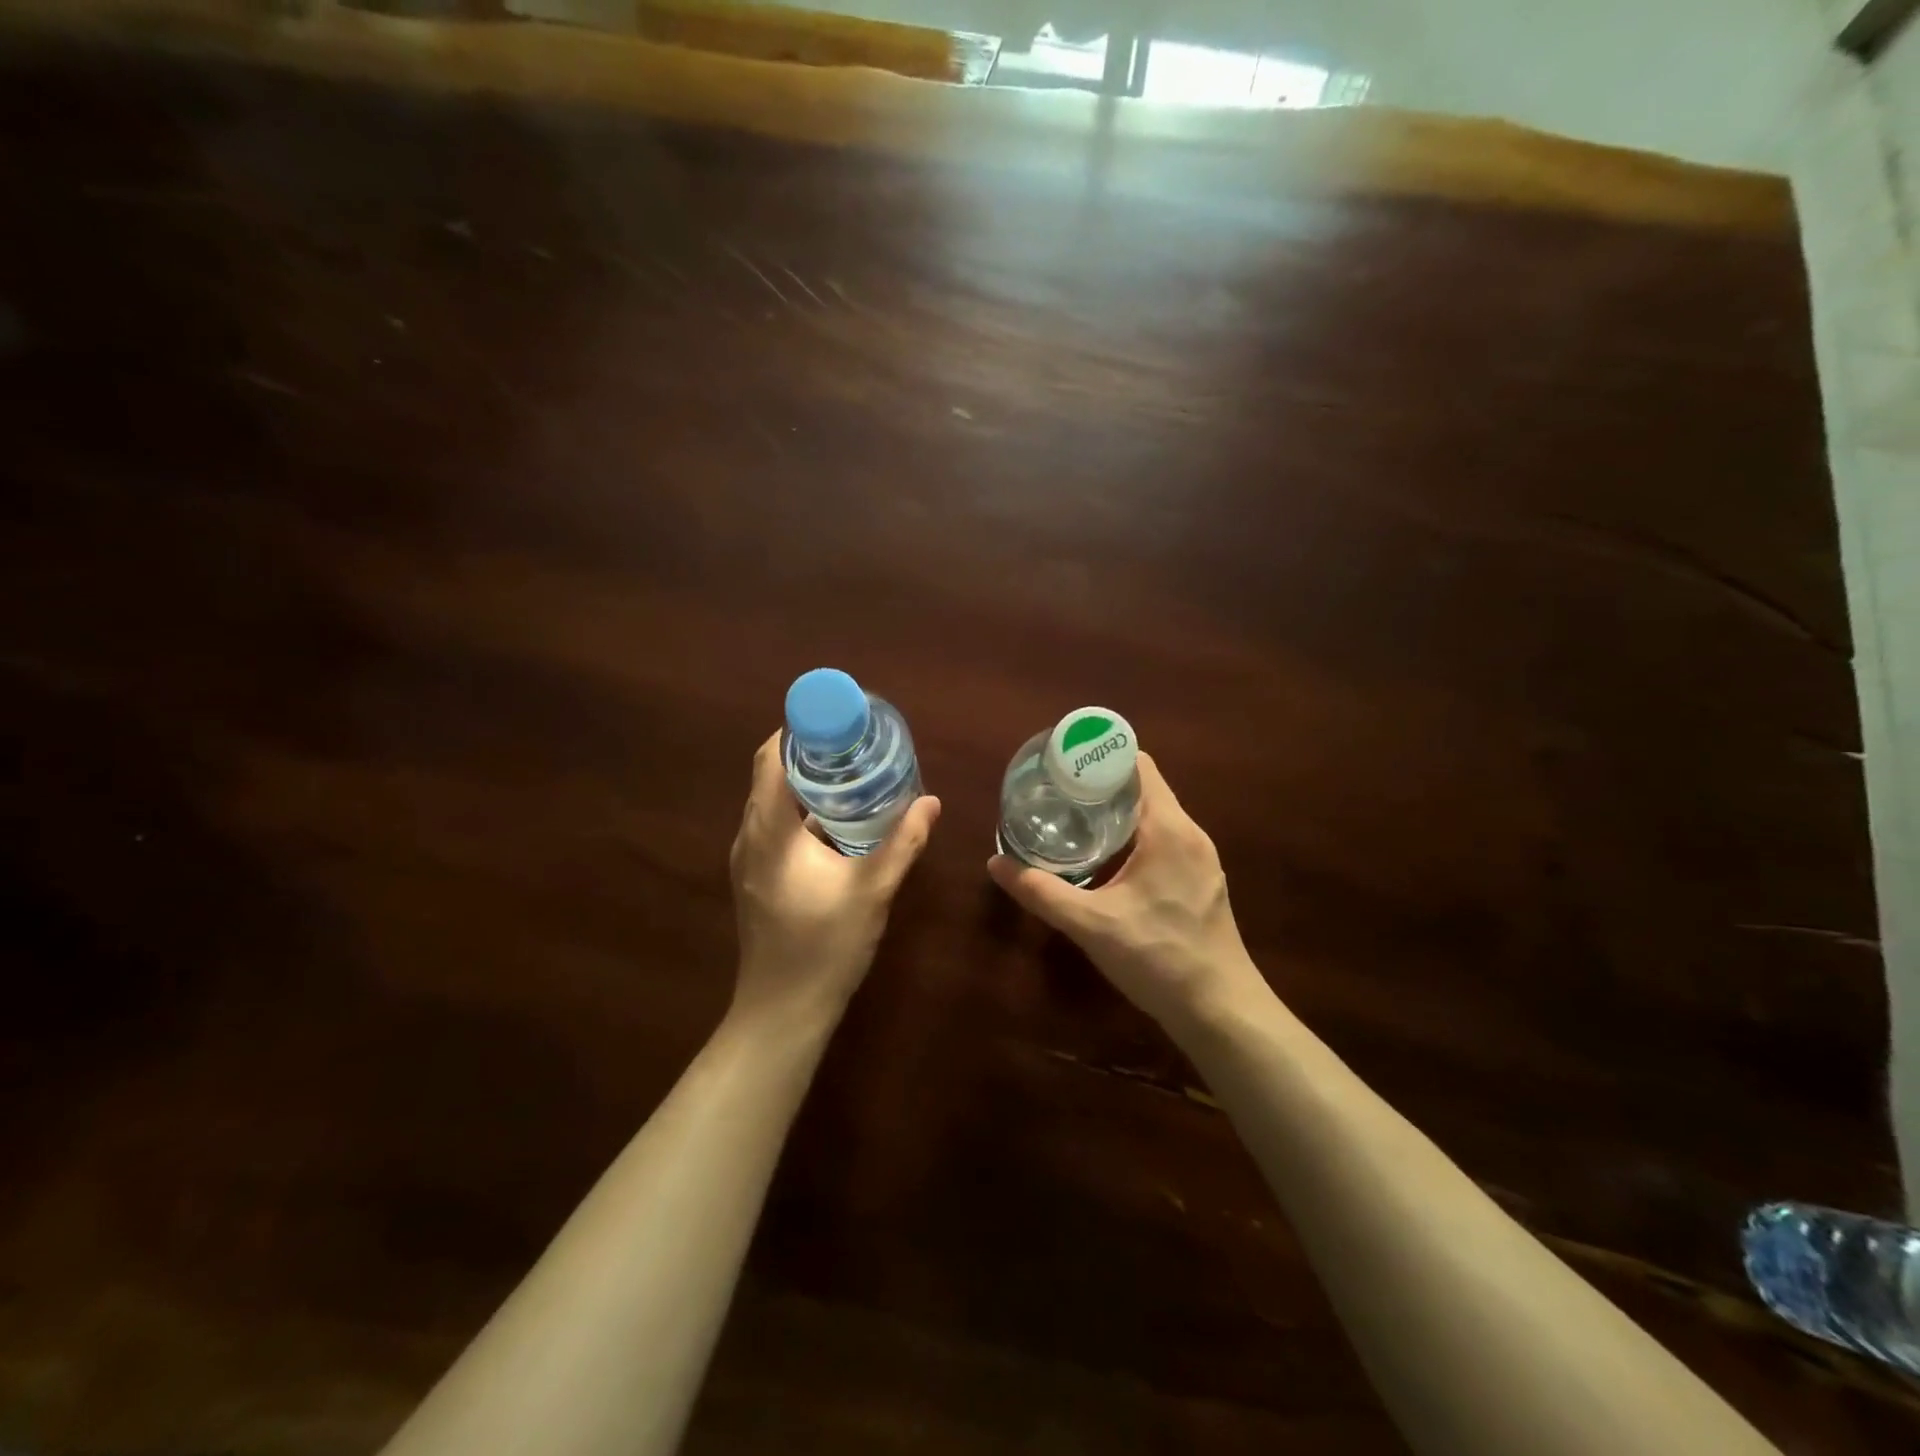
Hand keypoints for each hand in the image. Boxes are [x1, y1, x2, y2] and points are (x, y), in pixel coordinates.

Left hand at [730, 732, 939, 1022]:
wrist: (782, 1011)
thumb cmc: (824, 947)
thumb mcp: (872, 891)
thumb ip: (902, 842)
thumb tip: (931, 802)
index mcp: (770, 830)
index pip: (771, 758)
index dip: (800, 729)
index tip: (838, 717)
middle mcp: (750, 836)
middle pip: (771, 774)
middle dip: (810, 751)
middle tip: (856, 742)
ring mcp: (748, 858)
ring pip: (773, 801)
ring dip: (807, 782)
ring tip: (853, 771)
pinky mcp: (756, 876)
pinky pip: (776, 825)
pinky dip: (803, 810)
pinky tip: (840, 820)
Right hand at [988, 753, 1266, 1030]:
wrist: (1220, 1011)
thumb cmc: (1158, 958)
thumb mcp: (1090, 924)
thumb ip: (1041, 891)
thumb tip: (996, 863)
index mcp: (1169, 828)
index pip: (1138, 765)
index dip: (1099, 758)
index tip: (1063, 766)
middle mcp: (1190, 834)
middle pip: (1143, 789)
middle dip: (1099, 787)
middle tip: (1056, 795)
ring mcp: (1200, 858)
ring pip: (1153, 817)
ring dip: (1115, 814)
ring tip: (1072, 821)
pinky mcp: (1200, 881)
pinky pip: (1163, 841)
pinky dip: (1132, 838)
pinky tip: (1105, 860)